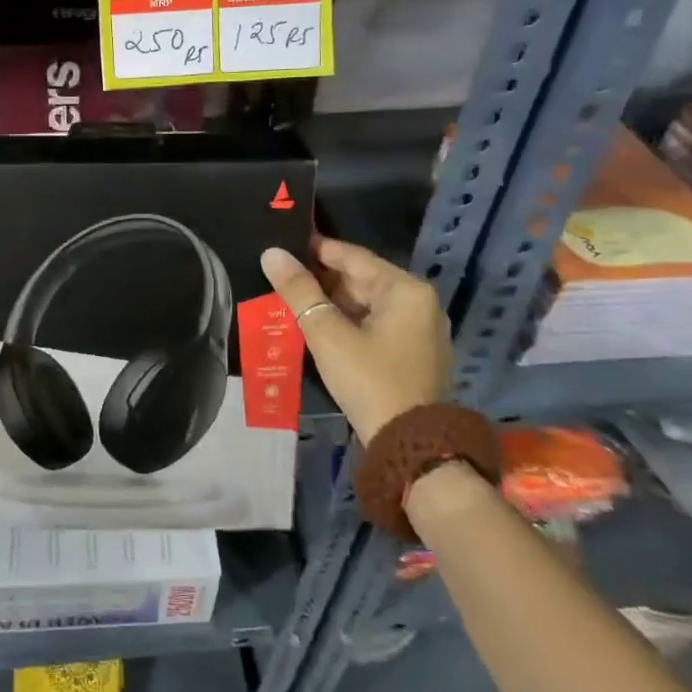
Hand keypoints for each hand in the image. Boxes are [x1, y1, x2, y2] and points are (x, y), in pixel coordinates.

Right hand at [259, 239, 451, 444]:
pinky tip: (317, 327)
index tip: (283, 245)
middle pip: (361, 280)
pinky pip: (375, 325)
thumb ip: (298, 291)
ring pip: (366, 304)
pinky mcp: (413, 355)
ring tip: (291, 300)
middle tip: (281, 277)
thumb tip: (271, 253)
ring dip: (331, 304)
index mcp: (406, 290)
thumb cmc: (369, 380)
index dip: (316, 249)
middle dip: (321, 280)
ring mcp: (420, 331)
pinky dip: (347, 322)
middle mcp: (419, 304)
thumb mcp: (327, 333)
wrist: (409, 447)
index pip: (353, 256)